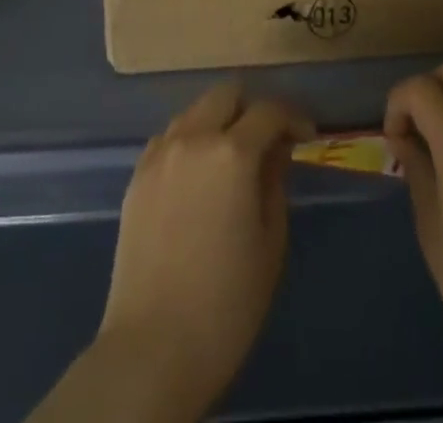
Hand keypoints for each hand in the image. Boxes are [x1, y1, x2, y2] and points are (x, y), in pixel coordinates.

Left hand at [94, 82, 314, 418]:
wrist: (153, 348)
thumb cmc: (227, 304)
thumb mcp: (271, 242)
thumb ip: (275, 181)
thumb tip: (276, 149)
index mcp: (232, 153)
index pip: (269, 110)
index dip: (293, 117)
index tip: (305, 136)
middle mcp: (193, 138)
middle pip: (226, 93)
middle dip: (252, 108)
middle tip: (266, 142)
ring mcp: (159, 153)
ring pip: (195, 111)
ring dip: (218, 122)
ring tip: (230, 161)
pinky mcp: (137, 174)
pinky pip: (170, 138)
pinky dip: (190, 143)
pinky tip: (197, 179)